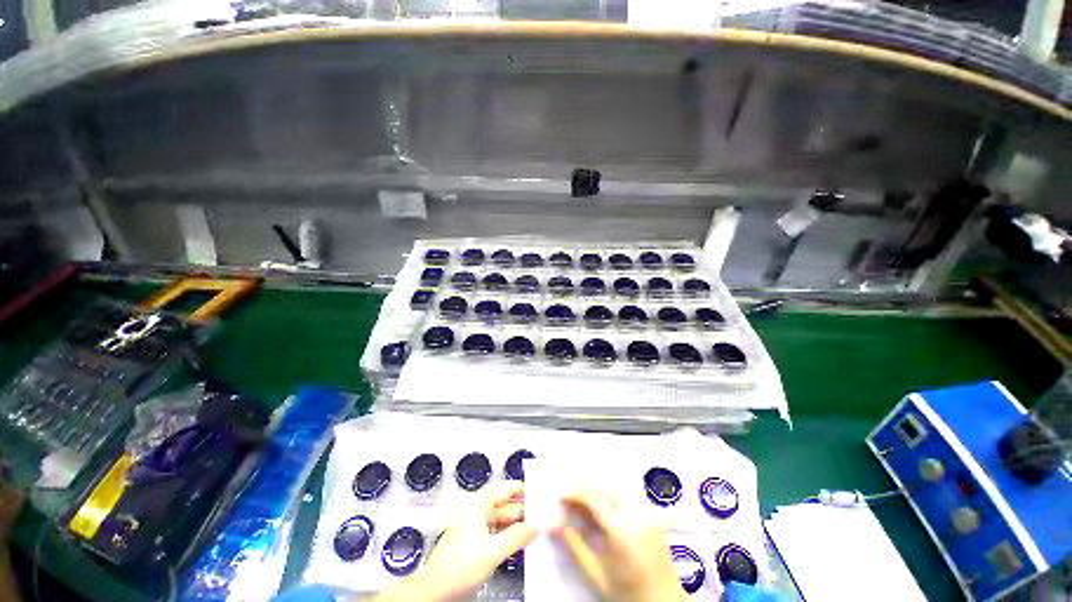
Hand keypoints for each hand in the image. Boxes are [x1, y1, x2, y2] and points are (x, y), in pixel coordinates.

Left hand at [376, 481, 535, 601]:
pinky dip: (511, 534)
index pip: (504, 488)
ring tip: (540, 525)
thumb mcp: (491, 552)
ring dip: (519, 523)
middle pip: (505, 504)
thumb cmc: (460, 566)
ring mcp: (477, 527)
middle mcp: (477, 511)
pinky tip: (524, 539)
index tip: (540, 490)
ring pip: (503, 519)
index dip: (521, 487)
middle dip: (524, 508)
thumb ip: (516, 537)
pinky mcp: (477, 542)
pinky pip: (499, 532)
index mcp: (477, 504)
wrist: (435, 592)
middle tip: (546, 512)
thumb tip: (537, 524)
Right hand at [557, 488, 685, 601]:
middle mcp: (638, 517)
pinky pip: (631, 496)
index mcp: (623, 532)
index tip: (562, 498)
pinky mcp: (655, 516)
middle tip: (572, 502)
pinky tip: (607, 510)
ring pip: (619, 489)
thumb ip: (575, 547)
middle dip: (587, 490)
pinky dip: (615, 497)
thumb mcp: (597, 575)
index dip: (576, 493)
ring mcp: (650, 514)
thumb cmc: (627, 593)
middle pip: (607, 488)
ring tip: (587, 507)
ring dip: (600, 492)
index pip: (595, 498)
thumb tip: (555, 526)